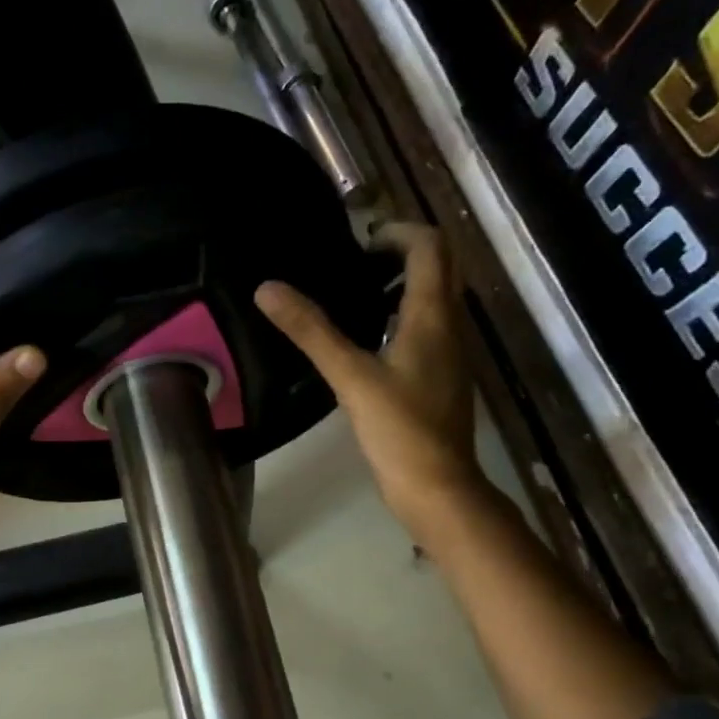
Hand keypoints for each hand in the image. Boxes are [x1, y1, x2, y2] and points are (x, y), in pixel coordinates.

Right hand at [255, 221, 478, 528]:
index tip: (358, 241)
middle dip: (401, 253)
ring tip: (354, 296)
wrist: (437, 487)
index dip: (397, 231)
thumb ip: (311, 331)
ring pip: (434, 299)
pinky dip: (401, 317)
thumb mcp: (350, 377)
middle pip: (439, 267)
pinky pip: (427, 329)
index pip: (430, 246)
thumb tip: (268, 288)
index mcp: (433, 316)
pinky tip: (367, 342)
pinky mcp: (441, 378)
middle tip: (353, 263)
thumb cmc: (399, 430)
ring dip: (402, 285)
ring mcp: (450, 354)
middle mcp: (450, 326)